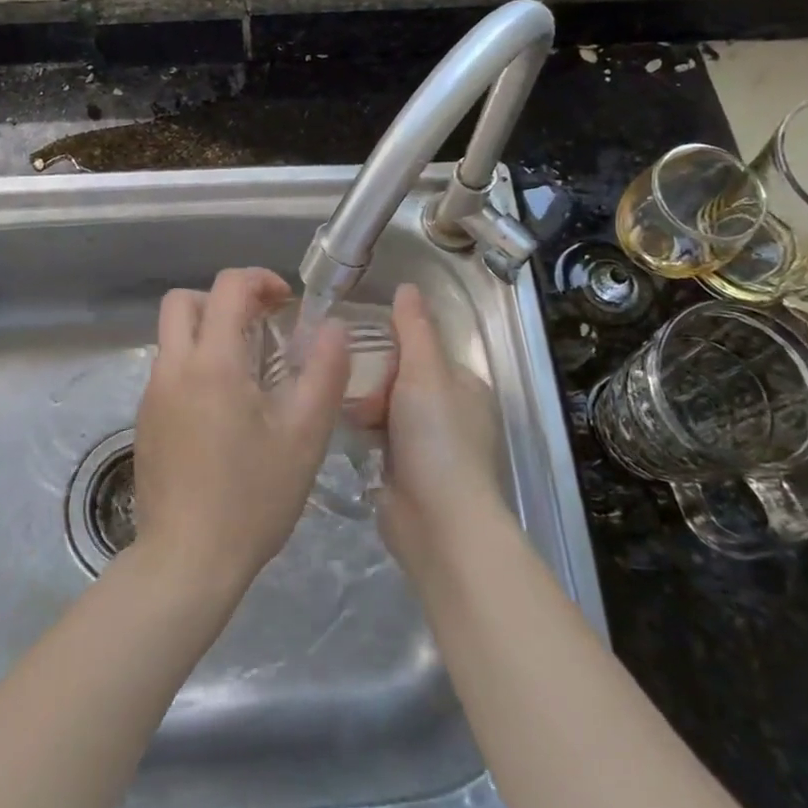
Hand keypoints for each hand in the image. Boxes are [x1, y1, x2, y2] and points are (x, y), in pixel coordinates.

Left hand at [133, 268, 350, 594]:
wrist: (187, 561)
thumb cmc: (252, 497)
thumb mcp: (305, 436)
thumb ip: (324, 372)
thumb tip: (332, 326)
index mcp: (212, 363)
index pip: (227, 287)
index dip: (260, 280)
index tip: (287, 303)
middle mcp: (173, 368)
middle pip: (183, 301)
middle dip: (223, 300)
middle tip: (260, 326)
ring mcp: (151, 395)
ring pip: (173, 336)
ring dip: (209, 333)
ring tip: (249, 371)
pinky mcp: (144, 421)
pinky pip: (169, 370)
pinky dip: (196, 365)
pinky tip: (224, 410)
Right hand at [356, 284, 510, 571]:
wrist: (438, 521)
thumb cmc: (437, 437)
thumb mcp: (426, 372)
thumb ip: (414, 328)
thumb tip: (407, 286)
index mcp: (464, 386)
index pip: (422, 350)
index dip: (393, 347)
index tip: (362, 345)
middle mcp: (449, 413)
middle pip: (400, 379)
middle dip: (375, 381)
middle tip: (354, 387)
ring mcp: (427, 445)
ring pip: (386, 409)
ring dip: (365, 407)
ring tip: (343, 408)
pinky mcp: (404, 472)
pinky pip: (377, 439)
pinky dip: (363, 434)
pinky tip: (343, 431)